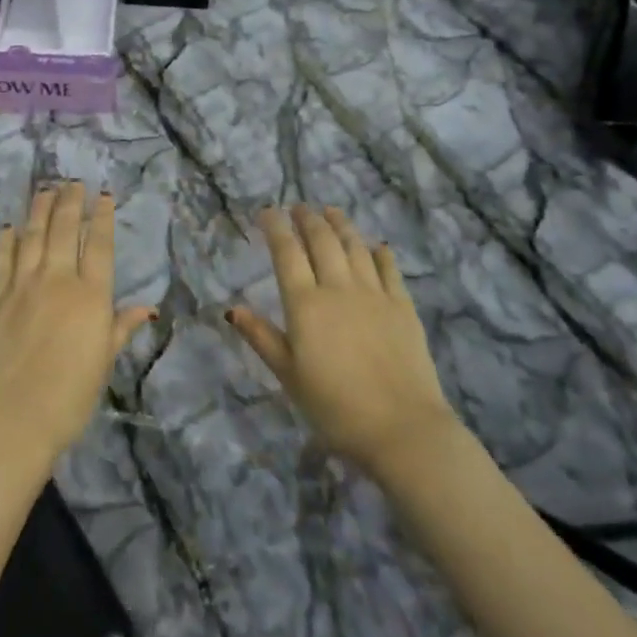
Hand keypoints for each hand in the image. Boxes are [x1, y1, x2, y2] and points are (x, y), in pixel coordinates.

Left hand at [0, 183, 155, 467]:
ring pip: (32, 235)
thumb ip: (120, 330)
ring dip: (39, 209)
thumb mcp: (102, 365)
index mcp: (90, 297)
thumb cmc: (67, 400)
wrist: (9, 420)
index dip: (102, 217)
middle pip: (64, 230)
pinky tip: (9, 226)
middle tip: (73, 181)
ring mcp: (21, 286)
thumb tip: (147, 308)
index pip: (99, 246)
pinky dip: (7, 240)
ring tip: (45, 189)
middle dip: (70, 202)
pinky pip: (3, 259)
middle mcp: (57, 281)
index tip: (104, 195)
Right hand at [226, 206, 455, 472]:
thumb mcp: (288, 376)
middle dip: (307, 219)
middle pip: (322, 241)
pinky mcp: (404, 308)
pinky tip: (376, 246)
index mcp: (305, 304)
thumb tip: (233, 309)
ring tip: (331, 211)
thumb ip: (262, 338)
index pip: (286, 252)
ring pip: (355, 247)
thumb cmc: (334, 407)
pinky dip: (380, 253)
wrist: (402, 429)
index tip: (267, 211)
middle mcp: (339, 288)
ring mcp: (375, 295)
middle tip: (298, 207)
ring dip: (341, 225)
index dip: (276, 227)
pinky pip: (390, 270)